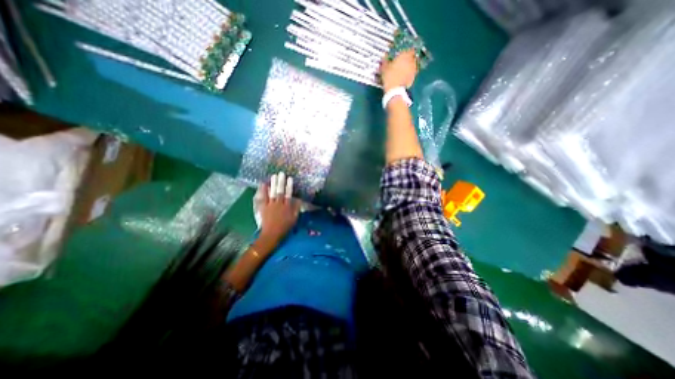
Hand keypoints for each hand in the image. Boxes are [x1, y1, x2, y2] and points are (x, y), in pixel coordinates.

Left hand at [255, 171, 297, 244]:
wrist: (272, 234)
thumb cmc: (285, 227)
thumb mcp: (294, 219)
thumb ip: (296, 208)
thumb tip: (299, 199)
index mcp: (287, 207)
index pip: (289, 194)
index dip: (289, 186)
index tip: (290, 178)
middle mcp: (279, 204)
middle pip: (280, 191)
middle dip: (281, 182)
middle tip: (281, 173)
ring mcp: (270, 205)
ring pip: (272, 193)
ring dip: (273, 184)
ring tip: (274, 176)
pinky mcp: (263, 207)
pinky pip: (263, 198)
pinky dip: (263, 191)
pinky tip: (263, 184)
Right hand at [379, 50, 417, 91]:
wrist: (395, 90)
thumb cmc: (390, 76)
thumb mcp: (384, 67)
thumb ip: (385, 60)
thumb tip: (385, 57)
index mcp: (405, 55)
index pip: (409, 49)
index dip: (406, 51)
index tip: (402, 54)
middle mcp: (412, 61)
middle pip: (412, 57)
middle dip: (408, 59)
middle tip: (402, 62)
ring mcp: (414, 70)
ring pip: (413, 65)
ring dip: (409, 66)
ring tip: (403, 70)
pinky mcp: (413, 78)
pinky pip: (412, 73)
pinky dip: (409, 74)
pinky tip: (403, 76)